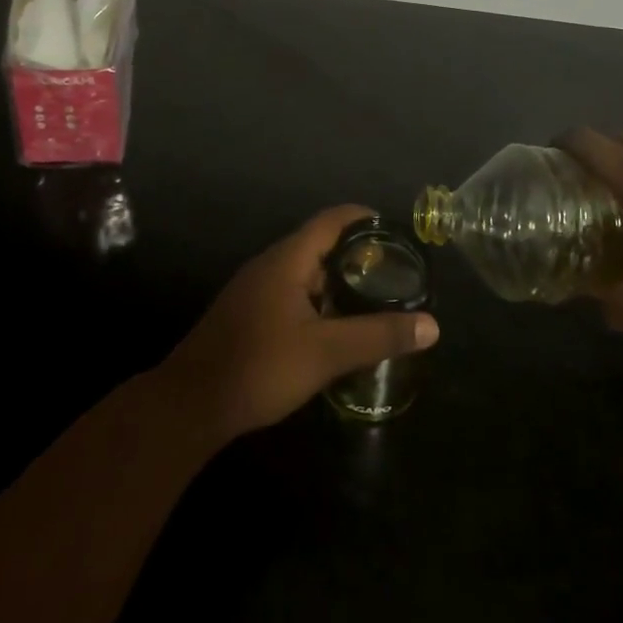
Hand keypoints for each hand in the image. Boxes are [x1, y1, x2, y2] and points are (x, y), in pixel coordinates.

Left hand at [154, 205, 439, 442]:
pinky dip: (317, 299)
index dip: (363, 219)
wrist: (191, 403)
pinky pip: (290, 292)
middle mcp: (269, 264)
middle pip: (318, 244)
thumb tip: (432, 325)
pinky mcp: (247, 313)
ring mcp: (254, 288)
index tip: (395, 231)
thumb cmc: (260, 365)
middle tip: (392, 272)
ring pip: (304, 271)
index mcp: (287, 259)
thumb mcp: (326, 352)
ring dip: (336, 280)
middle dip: (355, 254)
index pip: (331, 220)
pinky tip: (333, 327)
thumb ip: (378, 335)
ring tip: (371, 299)